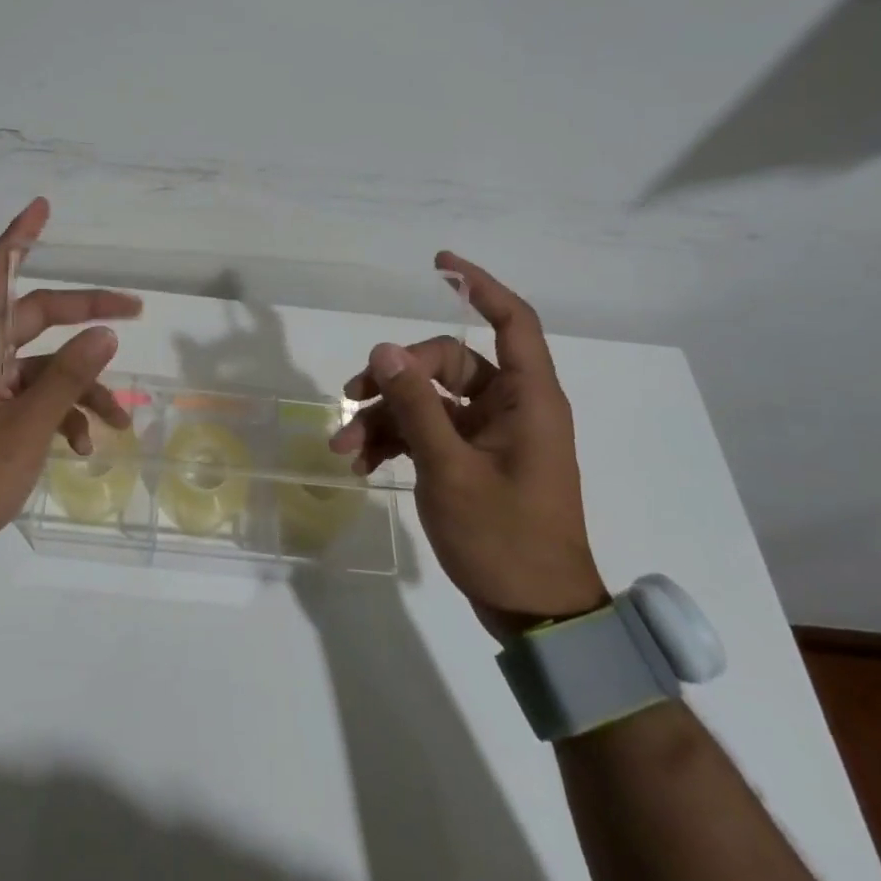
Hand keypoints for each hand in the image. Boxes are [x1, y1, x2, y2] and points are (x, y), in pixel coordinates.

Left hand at [0, 198, 141, 575]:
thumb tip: (106, 332)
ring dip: (80, 385)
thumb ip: (69, 375)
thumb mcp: (28, 425)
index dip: (21, 235)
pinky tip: (84, 446)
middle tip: (133, 310)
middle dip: (85, 313)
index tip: (43, 208)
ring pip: (39, 364)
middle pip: (35, 314)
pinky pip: (27, 396)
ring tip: (121, 419)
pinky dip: (58, 412)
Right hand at [329, 251, 605, 639]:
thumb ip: (416, 407)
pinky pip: (428, 431)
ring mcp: (490, 435)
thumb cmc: (505, 539)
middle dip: (395, 376)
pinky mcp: (472, 459)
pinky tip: (362, 463)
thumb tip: (385, 350)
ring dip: (385, 416)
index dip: (480, 286)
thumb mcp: (450, 470)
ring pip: (429, 400)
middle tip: (351, 396)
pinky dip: (395, 441)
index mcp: (527, 400)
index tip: (440, 265)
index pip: (513, 322)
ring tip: (344, 446)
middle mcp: (510, 408)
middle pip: (447, 363)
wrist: (536, 615)